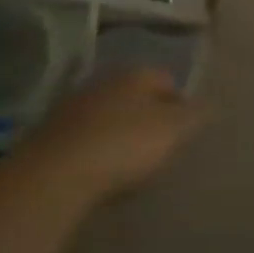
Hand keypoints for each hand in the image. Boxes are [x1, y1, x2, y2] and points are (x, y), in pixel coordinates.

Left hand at [22, 69, 206, 203]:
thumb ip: (195, 115)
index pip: (166, 80)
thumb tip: (209, 104)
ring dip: (115, 134)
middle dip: (144, 116)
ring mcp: (69, 109)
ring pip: (104, 117)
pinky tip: (95, 174)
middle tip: (155, 146)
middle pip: (133, 97)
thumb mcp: (174, 130)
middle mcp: (102, 82)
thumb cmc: (124, 145)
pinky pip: (80, 140)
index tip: (183, 131)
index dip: (179, 104)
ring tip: (124, 164)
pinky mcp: (44, 138)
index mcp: (135, 74)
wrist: (51, 178)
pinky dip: (90, 152)